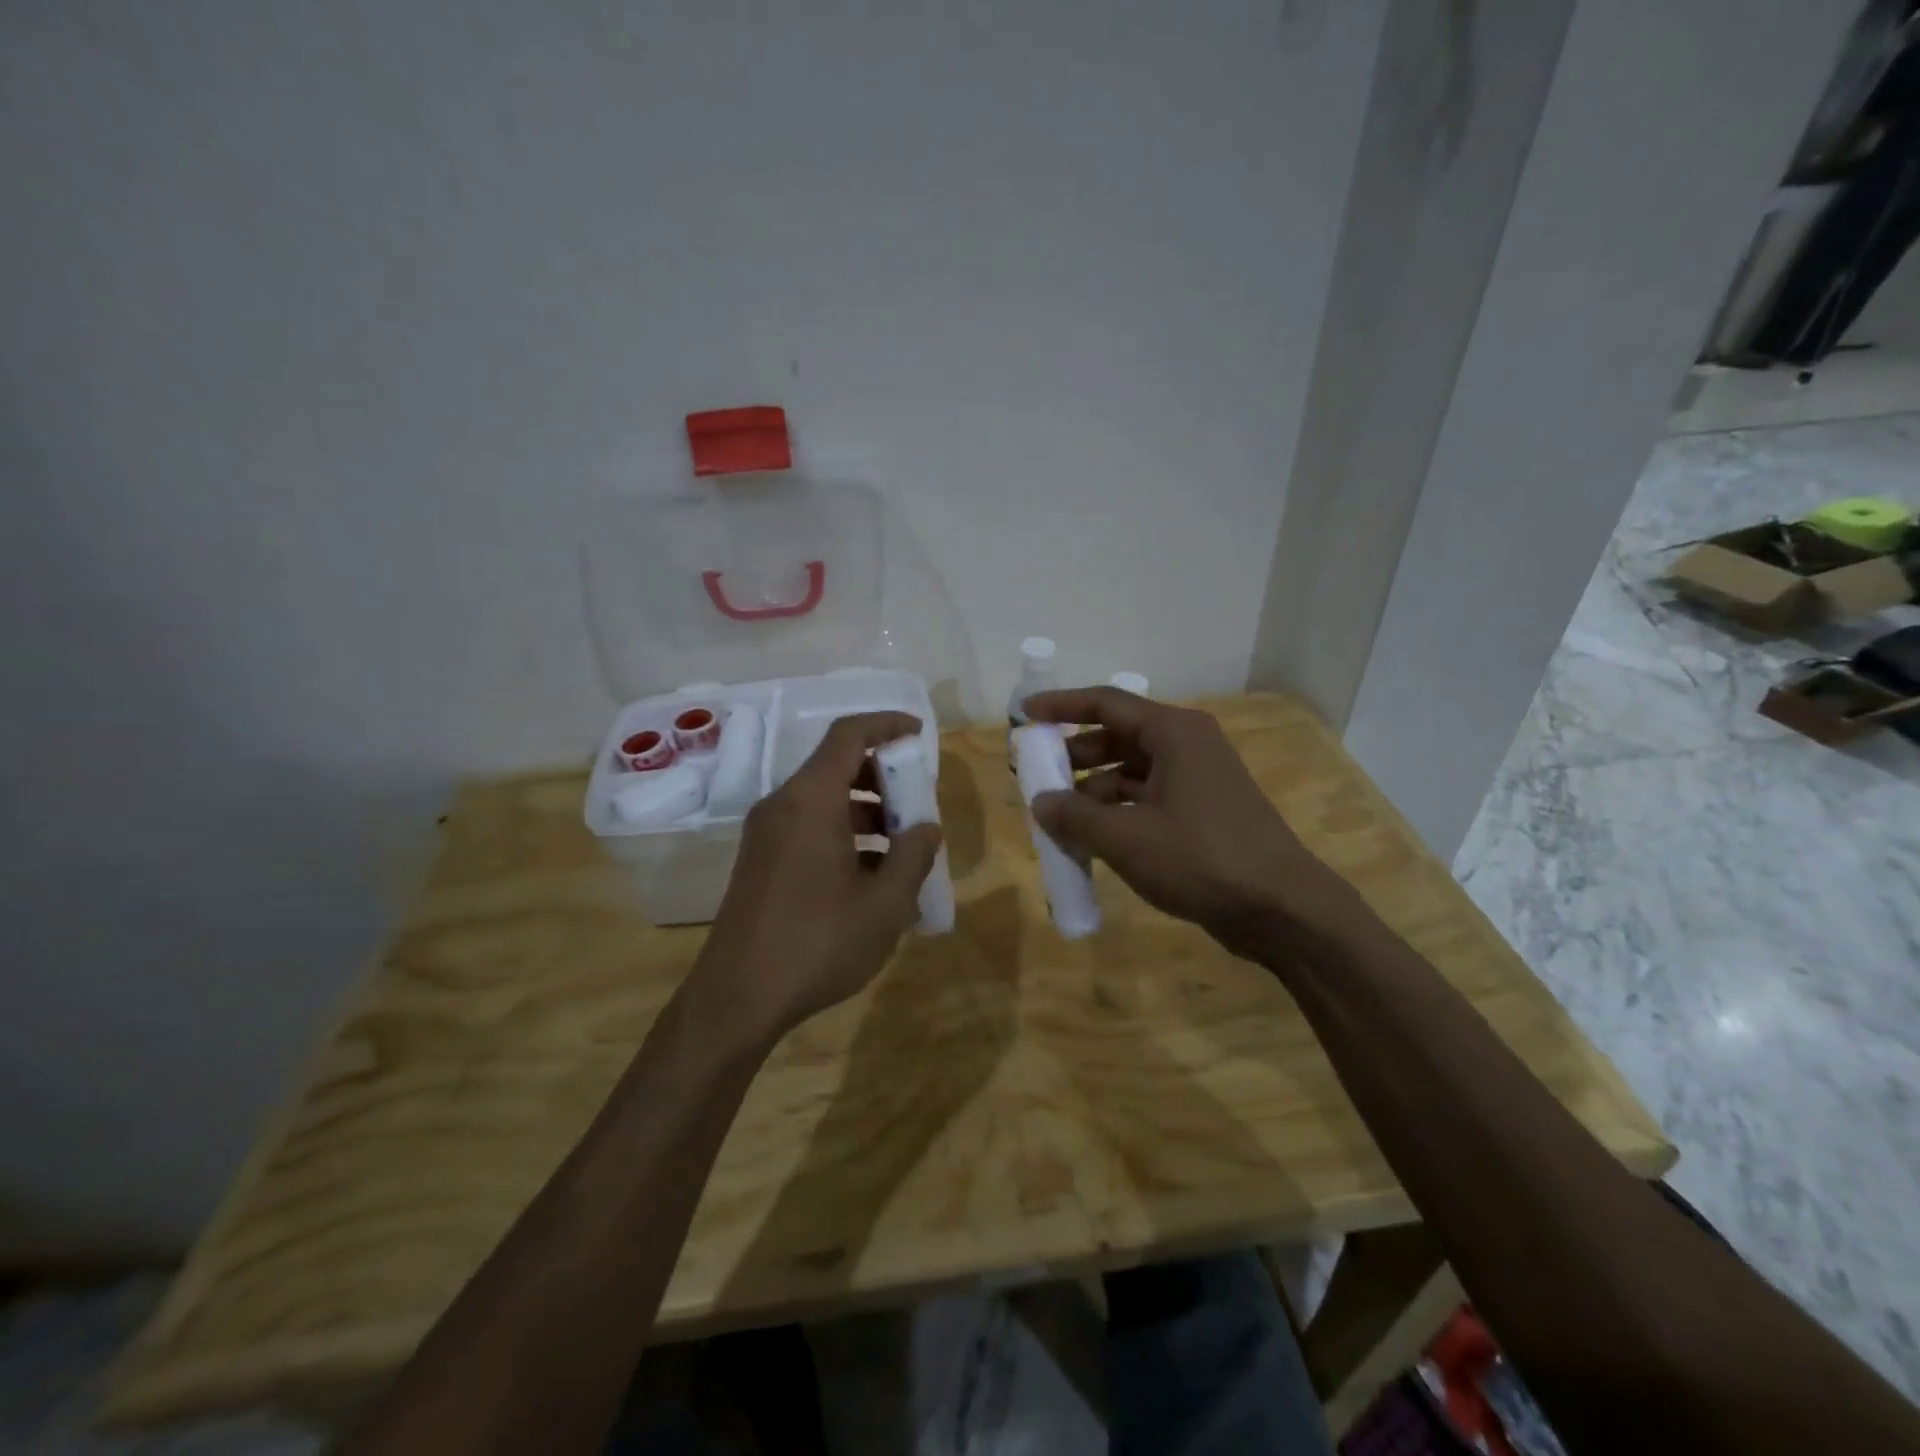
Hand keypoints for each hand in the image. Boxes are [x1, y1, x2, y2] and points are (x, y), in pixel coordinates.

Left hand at [692, 712, 942, 1045]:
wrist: (737, 999)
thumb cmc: (818, 944)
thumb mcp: (885, 904)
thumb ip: (913, 856)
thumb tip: (926, 828)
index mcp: (811, 801)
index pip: (849, 735)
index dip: (887, 725)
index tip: (919, 735)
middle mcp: (783, 805)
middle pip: (836, 766)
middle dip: (882, 776)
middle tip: (917, 803)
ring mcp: (766, 834)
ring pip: (823, 799)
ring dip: (865, 809)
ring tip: (902, 847)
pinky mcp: (760, 860)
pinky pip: (808, 826)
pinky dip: (843, 833)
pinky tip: (870, 876)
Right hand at [1024, 687, 1340, 954]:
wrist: (1282, 908)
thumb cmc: (1202, 859)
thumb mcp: (1126, 838)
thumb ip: (1075, 816)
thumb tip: (1040, 802)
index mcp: (1173, 732)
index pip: (1105, 703)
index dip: (1061, 706)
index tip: (1024, 713)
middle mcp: (1186, 745)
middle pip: (1117, 737)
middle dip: (1074, 756)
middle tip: (1035, 774)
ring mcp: (1197, 779)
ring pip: (1130, 772)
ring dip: (1093, 791)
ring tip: (1057, 817)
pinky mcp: (1202, 812)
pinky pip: (1146, 798)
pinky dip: (1116, 812)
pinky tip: (1092, 839)